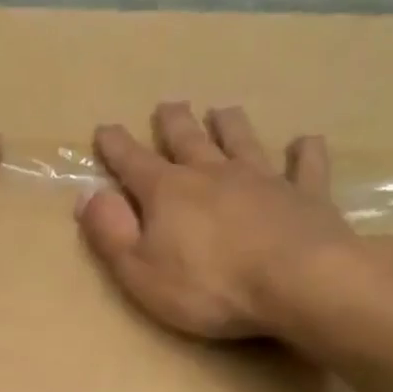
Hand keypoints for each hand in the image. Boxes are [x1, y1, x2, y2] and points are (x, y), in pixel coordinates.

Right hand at [76, 102, 362, 344]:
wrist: (297, 282)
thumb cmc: (208, 285)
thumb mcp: (139, 270)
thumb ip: (111, 233)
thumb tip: (87, 195)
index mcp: (168, 192)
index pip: (133, 162)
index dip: (116, 146)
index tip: (104, 129)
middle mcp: (213, 173)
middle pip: (189, 140)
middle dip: (173, 123)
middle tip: (168, 106)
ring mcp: (263, 180)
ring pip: (242, 141)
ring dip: (230, 125)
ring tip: (223, 111)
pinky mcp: (306, 195)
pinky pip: (305, 166)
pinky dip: (304, 152)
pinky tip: (304, 141)